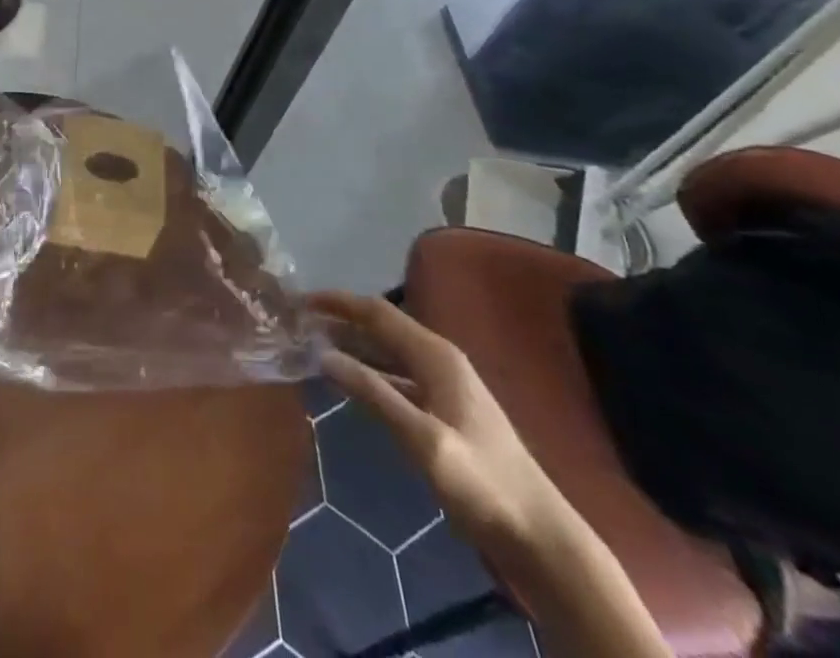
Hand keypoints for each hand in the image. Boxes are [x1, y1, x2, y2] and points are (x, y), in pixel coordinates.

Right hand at [311, 291, 575, 552]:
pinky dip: (369, 373)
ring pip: (387, 352)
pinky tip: (350, 383)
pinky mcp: (444, 411)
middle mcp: (439, 359)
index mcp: (436, 355)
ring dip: (352, 347)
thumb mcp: (424, 440)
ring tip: (314, 347)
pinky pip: (396, 377)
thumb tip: (323, 354)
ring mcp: (444, 385)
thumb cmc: (483, 484)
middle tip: (299, 324)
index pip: (377, 312)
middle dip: (340, 322)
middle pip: (381, 327)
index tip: (300, 302)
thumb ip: (374, 394)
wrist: (541, 537)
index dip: (337, 303)